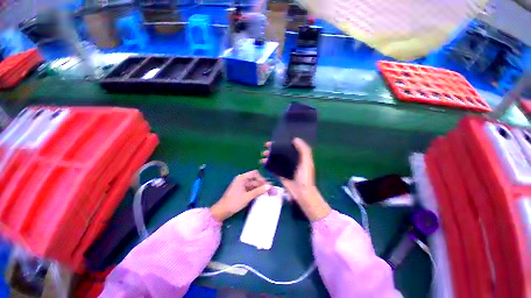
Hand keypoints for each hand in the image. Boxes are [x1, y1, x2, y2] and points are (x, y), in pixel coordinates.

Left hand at [210, 170, 270, 221]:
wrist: (222, 211)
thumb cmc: (234, 202)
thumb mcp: (247, 196)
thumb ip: (259, 191)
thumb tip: (269, 186)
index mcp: (242, 178)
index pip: (255, 174)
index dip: (262, 179)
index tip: (267, 186)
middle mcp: (242, 180)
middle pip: (255, 180)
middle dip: (263, 185)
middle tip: (272, 191)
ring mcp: (242, 186)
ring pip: (254, 185)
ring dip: (261, 189)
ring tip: (269, 194)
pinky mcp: (242, 191)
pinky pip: (251, 189)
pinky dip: (257, 192)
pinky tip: (262, 196)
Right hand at [261, 138, 330, 220]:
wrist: (302, 193)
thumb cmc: (305, 176)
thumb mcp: (307, 161)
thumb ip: (303, 149)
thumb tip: (295, 139)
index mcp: (299, 157)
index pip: (290, 146)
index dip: (283, 142)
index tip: (276, 139)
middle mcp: (292, 161)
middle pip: (281, 152)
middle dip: (273, 148)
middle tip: (266, 146)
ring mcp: (285, 168)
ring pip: (276, 159)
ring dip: (269, 156)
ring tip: (263, 154)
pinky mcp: (280, 174)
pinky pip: (273, 168)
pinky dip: (268, 164)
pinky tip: (263, 162)